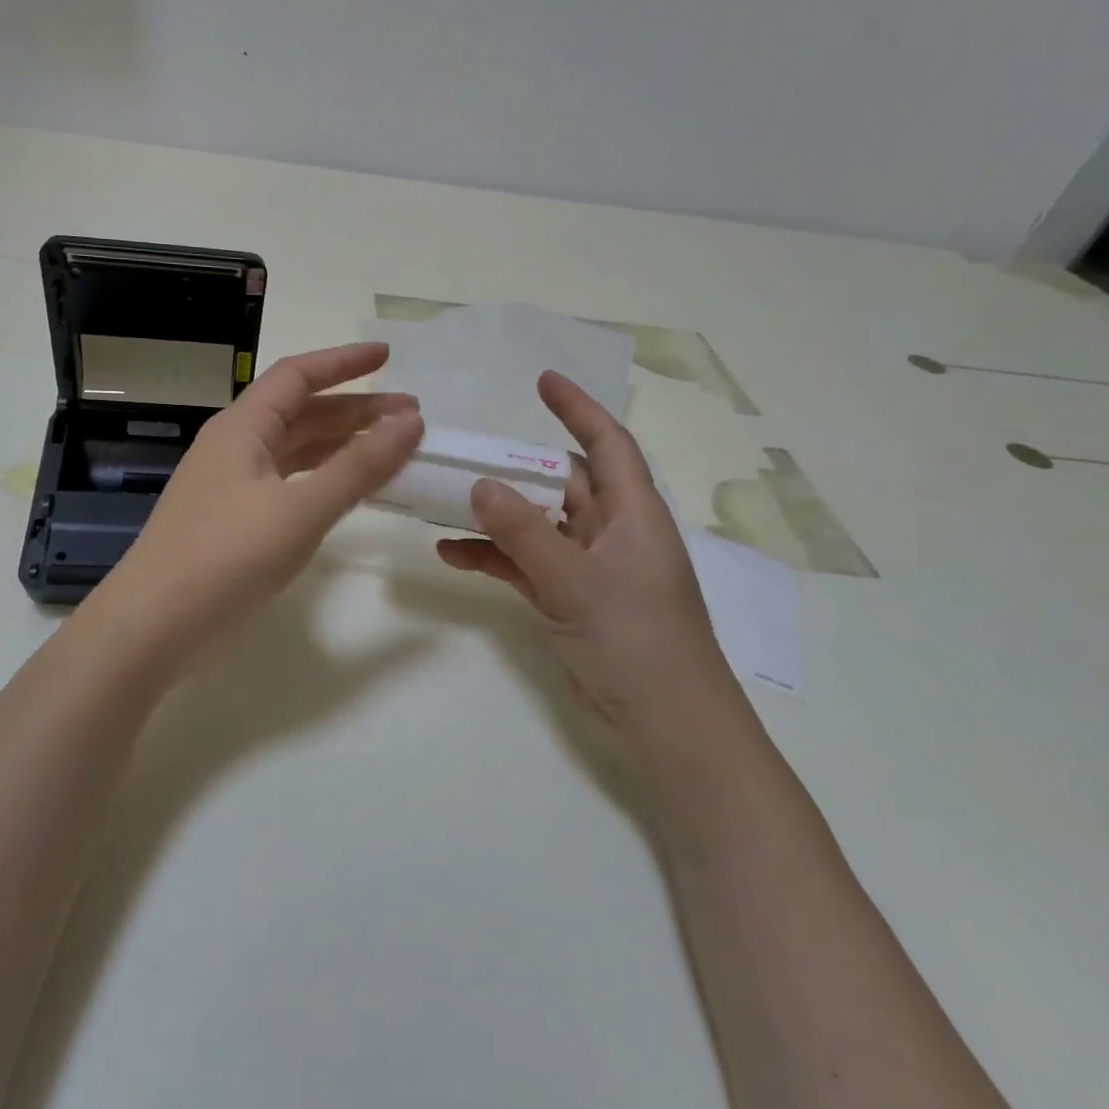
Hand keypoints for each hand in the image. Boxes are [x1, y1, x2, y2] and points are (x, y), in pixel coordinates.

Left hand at [105, 342, 423, 654]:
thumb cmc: (226, 556)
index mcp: (242, 427)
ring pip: (295, 451)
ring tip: (392, 449)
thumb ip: (358, 465)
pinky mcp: (234, 522)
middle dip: (355, 410)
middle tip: (411, 417)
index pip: (297, 375)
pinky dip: (323, 480)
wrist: (153, 625)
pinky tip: (349, 491)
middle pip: (301, 413)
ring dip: (342, 445)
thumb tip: (411, 421)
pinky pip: (288, 484)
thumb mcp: (300, 509)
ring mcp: (232, 486)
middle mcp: (235, 446)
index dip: (344, 362)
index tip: (389, 358)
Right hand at [437, 371, 748, 764]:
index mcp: (633, 514)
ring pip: (537, 526)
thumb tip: (480, 484)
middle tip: (464, 453)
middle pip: (562, 484)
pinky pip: (525, 566)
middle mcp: (613, 533)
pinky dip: (493, 558)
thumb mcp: (575, 580)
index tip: (542, 381)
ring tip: (443, 502)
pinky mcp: (570, 602)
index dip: (577, 409)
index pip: (606, 444)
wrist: (665, 727)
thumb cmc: (636, 641)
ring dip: (495, 517)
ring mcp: (590, 570)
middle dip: (515, 469)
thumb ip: (524, 532)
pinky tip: (451, 554)